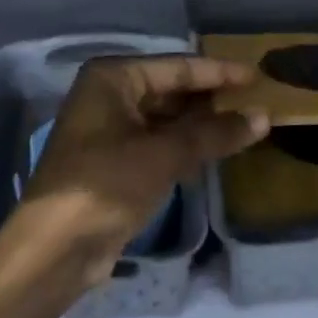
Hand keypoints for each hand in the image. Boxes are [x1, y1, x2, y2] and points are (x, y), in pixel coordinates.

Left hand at [23, 56, 267, 279]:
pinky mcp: (113, 161)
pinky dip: (185, 144)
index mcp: (113, 77)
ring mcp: (109, 129)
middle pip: (171, 89)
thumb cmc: (105, 185)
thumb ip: (214, 133)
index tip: (257, 76)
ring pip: (166, 117)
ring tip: (243, 123)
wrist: (53, 251)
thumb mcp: (164, 155)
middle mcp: (108, 94)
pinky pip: (158, 141)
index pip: (177, 67)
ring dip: (200, 123)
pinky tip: (215, 149)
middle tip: (254, 100)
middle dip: (210, 98)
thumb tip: (263, 117)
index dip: (219, 72)